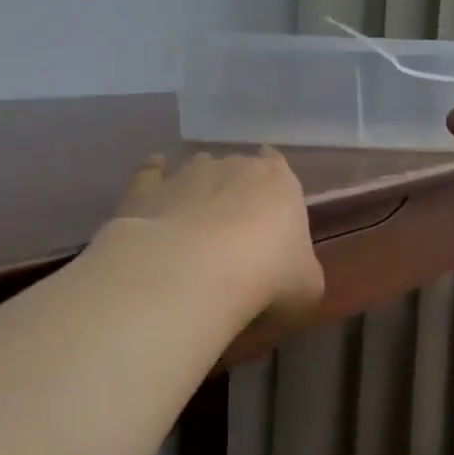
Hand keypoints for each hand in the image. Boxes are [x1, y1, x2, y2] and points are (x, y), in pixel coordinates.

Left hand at [102, 149, 323, 328]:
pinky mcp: (146, 190)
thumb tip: (292, 277)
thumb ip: (301, 272)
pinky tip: (153, 194)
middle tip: (233, 231)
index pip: (278, 166)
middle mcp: (234, 166)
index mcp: (280, 182)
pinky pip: (149, 174)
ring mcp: (187, 174)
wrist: (193, 274)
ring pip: (196, 170)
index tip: (270, 208)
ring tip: (193, 223)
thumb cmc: (267, 277)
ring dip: (197, 189)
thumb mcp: (307, 288)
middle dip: (235, 191)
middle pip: (237, 169)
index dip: (273, 185)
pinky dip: (152, 178)